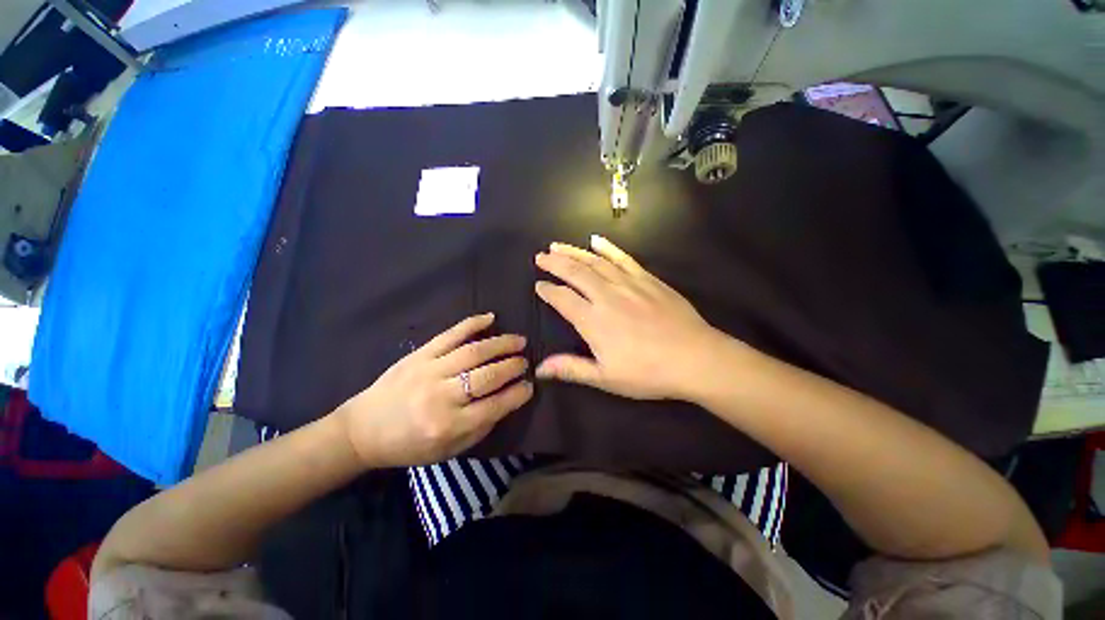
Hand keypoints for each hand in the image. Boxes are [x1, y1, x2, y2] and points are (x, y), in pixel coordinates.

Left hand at [337, 314, 532, 467]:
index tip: (530, 385)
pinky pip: (450, 334)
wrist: (363, 430)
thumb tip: (508, 401)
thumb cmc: (409, 445)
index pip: (495, 406)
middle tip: (526, 362)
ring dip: (501, 344)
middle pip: (488, 376)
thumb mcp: (448, 450)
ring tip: (519, 341)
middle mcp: (441, 397)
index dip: (517, 394)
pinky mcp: (419, 354)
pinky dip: (472, 323)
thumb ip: (480, 427)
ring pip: (474, 352)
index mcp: (448, 426)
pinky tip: (491, 317)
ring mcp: (429, 370)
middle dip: (513, 366)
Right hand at [534, 235, 725, 399]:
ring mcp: (628, 283)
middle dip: (554, 262)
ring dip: (573, 251)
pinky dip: (607, 248)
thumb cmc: (647, 372)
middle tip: (541, 256)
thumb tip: (538, 369)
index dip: (548, 290)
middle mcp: (606, 295)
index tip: (538, 285)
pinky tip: (596, 240)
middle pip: (575, 272)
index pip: (562, 298)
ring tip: (557, 245)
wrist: (695, 358)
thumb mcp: (606, 377)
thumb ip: (570, 369)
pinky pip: (623, 258)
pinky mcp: (647, 279)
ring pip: (594, 261)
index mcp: (593, 320)